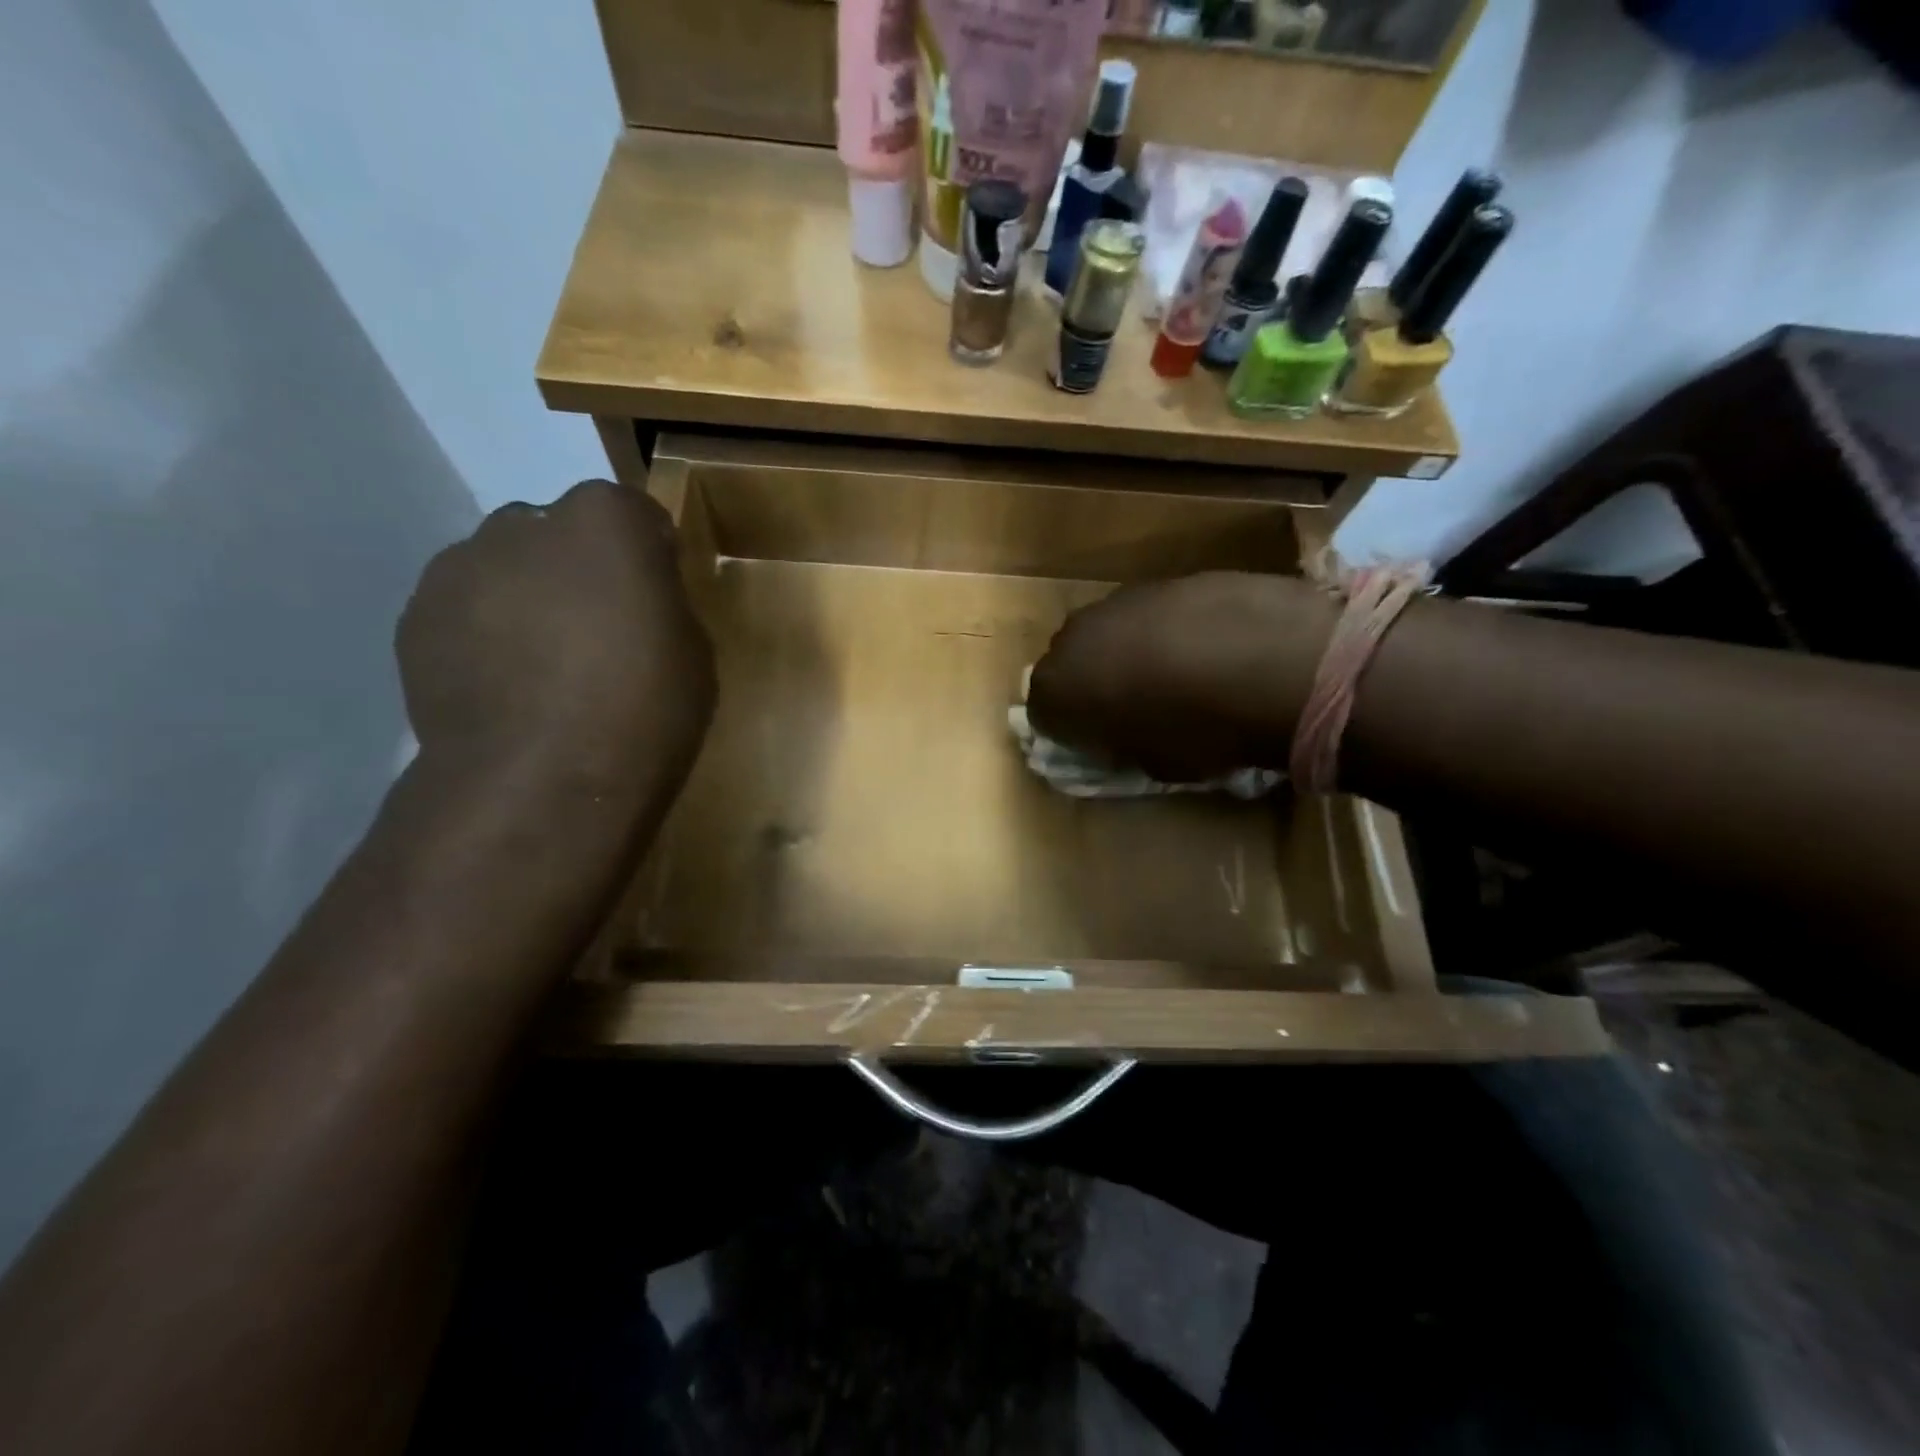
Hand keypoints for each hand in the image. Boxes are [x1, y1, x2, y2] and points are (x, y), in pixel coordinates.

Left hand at [397, 481, 715, 792]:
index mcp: (604, 522)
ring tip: (543, 666)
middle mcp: (523, 525)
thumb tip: (637, 599)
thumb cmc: (644, 710)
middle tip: (598, 630)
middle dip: (579, 567)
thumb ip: (662, 603)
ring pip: (503, 568)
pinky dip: (484, 635)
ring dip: (526, 597)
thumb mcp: (692, 652)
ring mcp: (458, 569)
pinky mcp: (414, 620)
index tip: (657, 594)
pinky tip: (506, 688)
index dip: (648, 553)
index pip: (633, 513)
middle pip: (558, 532)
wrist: (542, 782)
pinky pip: (463, 611)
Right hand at [1027, 572, 1335, 780]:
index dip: (1071, 732)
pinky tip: (1204, 647)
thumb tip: (1121, 737)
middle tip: (1130, 707)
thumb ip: (1122, 747)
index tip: (1100, 743)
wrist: (1271, 661)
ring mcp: (1119, 601)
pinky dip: (1163, 631)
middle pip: (1069, 664)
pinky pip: (1147, 613)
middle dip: (1091, 684)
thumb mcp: (1154, 765)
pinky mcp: (1163, 579)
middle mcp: (1074, 636)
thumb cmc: (1200, 731)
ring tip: (1173, 675)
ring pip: (1107, 633)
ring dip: (1125, 653)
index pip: (1043, 714)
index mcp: (1059, 688)